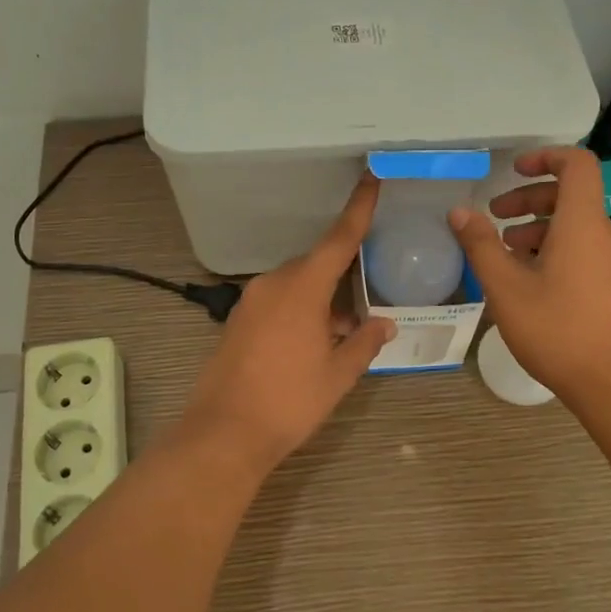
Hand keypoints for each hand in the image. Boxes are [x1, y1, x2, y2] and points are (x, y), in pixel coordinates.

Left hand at [179, 176, 396, 473]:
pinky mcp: (239, 320)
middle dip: (343, 274)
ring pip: (296, 284)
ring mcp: (251, 301)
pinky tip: (314, 339)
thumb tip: (386, 323)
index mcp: (302, 288)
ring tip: (345, 328)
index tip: (371, 179)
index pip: (338, 240)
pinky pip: (278, 300)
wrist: (225, 432)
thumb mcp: (337, 374)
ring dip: (321, 298)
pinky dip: (300, 309)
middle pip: (316, 263)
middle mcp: (273, 284)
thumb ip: (364, 343)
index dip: (358, 209)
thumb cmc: (289, 401)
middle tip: (369, 296)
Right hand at [448, 147, 610, 404]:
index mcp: (581, 223)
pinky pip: (582, 250)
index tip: (513, 169)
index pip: (577, 164)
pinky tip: (528, 282)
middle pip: (570, 195)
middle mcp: (603, 234)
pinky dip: (553, 250)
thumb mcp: (506, 287)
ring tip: (505, 252)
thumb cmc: (558, 330)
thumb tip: (460, 211)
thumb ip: (481, 245)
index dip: (546, 156)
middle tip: (495, 216)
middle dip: (529, 198)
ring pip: (574, 226)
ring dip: (538, 227)